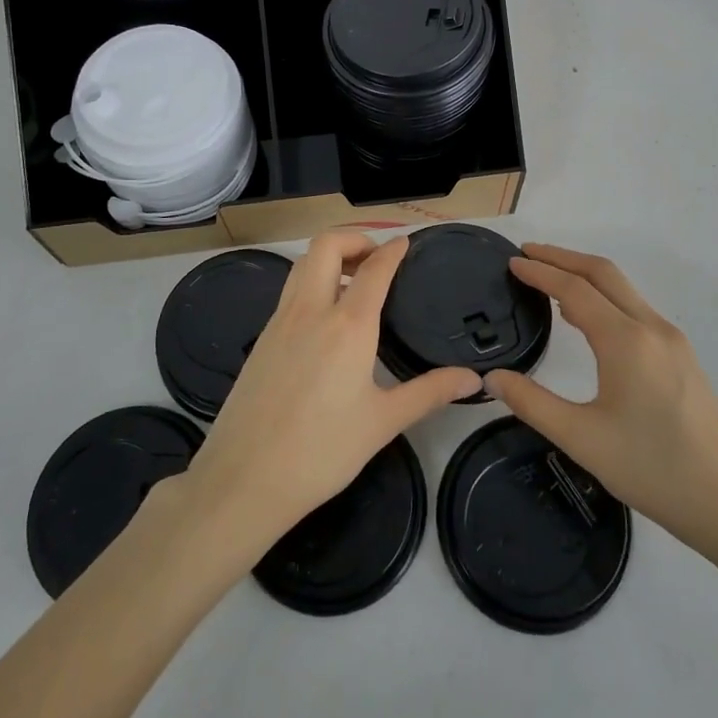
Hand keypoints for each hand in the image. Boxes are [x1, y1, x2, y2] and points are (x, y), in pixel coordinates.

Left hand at [181, 231, 481, 555]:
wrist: (244, 478)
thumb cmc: (323, 451)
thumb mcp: (384, 422)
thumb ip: (430, 393)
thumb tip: (473, 380)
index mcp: (348, 326)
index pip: (374, 268)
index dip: (392, 250)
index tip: (406, 243)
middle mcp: (311, 311)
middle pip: (326, 245)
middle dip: (354, 238)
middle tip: (376, 258)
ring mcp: (279, 322)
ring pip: (302, 264)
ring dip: (329, 258)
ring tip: (353, 282)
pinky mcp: (261, 339)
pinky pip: (289, 292)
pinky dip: (311, 284)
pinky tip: (324, 319)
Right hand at [485, 244, 717, 564]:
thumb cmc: (654, 470)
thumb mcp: (582, 440)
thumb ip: (532, 403)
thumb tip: (493, 377)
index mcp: (626, 341)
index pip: (574, 288)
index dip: (540, 271)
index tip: (512, 262)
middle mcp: (652, 328)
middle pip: (603, 273)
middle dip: (563, 257)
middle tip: (527, 254)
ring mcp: (673, 341)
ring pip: (623, 289)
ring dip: (585, 275)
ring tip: (550, 280)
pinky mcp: (683, 357)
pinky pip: (636, 309)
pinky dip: (605, 296)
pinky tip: (588, 319)